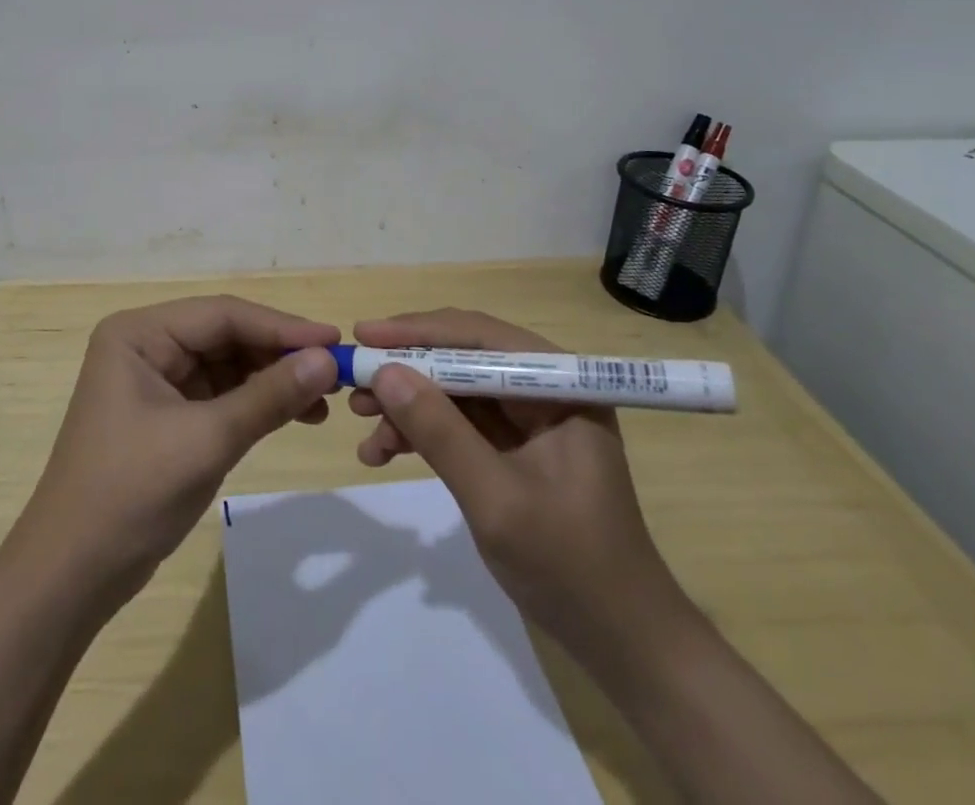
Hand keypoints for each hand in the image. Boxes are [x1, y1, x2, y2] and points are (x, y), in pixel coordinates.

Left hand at [13, 295, 339, 607]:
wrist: (71, 577)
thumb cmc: (130, 494)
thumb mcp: (206, 440)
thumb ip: (268, 396)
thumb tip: (326, 361)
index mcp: (139, 333)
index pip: (222, 315)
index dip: (281, 326)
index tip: (334, 340)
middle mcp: (147, 345)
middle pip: (227, 335)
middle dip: (279, 354)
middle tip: (336, 371)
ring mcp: (156, 380)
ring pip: (228, 365)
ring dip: (273, 379)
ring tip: (324, 398)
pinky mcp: (167, 414)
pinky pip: (221, 395)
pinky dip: (257, 403)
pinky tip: (296, 414)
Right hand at [349, 309, 686, 661]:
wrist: (620, 643)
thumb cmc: (570, 566)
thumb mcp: (497, 499)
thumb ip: (441, 432)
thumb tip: (384, 372)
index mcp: (560, 384)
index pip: (480, 337)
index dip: (419, 331)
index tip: (365, 336)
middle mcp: (544, 389)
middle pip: (462, 358)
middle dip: (406, 370)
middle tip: (353, 381)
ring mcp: (528, 419)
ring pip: (453, 390)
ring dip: (407, 403)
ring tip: (360, 422)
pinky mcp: (512, 448)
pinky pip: (457, 424)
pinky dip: (421, 433)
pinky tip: (383, 452)